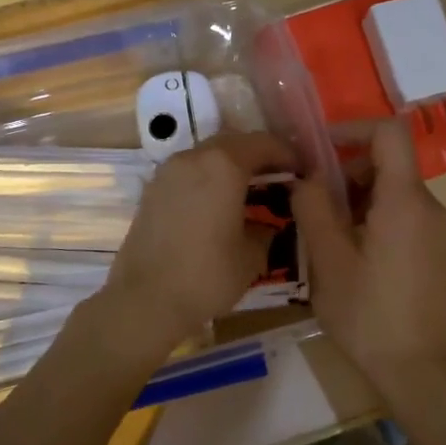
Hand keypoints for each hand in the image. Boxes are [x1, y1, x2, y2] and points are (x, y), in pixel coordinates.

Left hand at [103, 130, 297, 349]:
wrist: (144, 301)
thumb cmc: (207, 276)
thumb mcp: (252, 256)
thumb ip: (266, 229)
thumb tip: (268, 222)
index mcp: (224, 165)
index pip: (263, 144)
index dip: (287, 154)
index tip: (301, 171)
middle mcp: (193, 158)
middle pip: (233, 143)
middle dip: (258, 157)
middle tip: (278, 179)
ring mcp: (167, 172)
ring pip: (207, 156)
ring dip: (230, 167)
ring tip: (248, 193)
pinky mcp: (151, 191)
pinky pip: (188, 174)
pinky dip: (208, 180)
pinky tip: (218, 206)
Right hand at [291, 119, 445, 385]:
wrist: (418, 369)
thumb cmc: (368, 314)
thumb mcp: (327, 260)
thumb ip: (313, 207)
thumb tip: (306, 176)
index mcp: (405, 200)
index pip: (389, 132)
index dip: (353, 128)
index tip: (319, 149)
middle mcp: (430, 206)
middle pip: (389, 163)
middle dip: (348, 172)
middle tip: (314, 204)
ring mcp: (440, 231)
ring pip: (396, 192)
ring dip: (359, 199)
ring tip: (329, 235)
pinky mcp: (441, 252)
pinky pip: (407, 216)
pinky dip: (378, 218)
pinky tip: (355, 257)